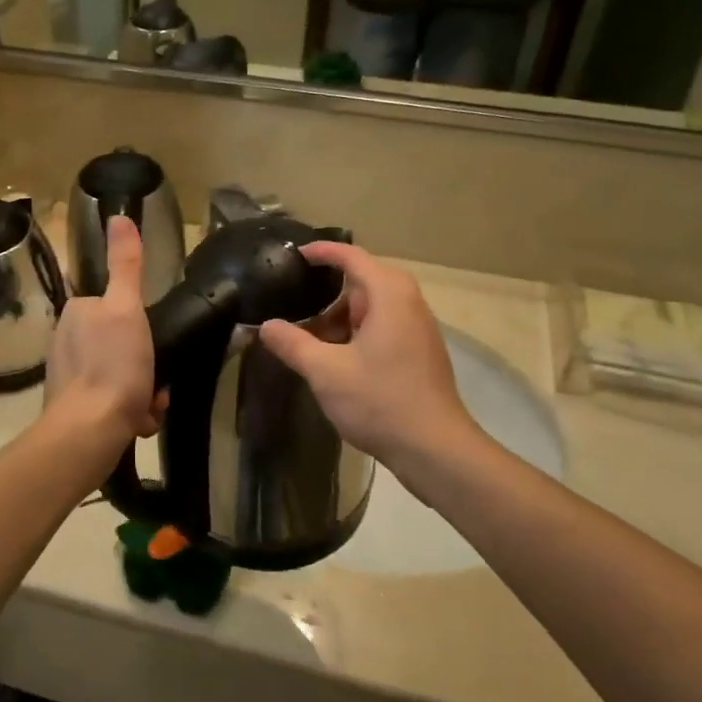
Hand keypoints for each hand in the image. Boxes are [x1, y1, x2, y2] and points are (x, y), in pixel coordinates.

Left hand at [46, 216, 163, 441]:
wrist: (90, 430)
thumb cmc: (114, 364)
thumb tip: (119, 216)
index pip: (114, 306)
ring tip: (149, 405)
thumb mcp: (126, 307)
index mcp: (76, 312)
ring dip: (141, 389)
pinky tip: (137, 421)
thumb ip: (125, 264)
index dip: (138, 325)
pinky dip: (128, 410)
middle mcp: (64, 340)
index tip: (152, 343)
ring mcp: (66, 376)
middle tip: (155, 379)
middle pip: (119, 343)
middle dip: (143, 362)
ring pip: (119, 374)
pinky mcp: (71, 408)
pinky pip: (110, 401)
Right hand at [257, 242, 479, 492]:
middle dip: (327, 289)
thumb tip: (266, 326)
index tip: (295, 256)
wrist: (435, 449)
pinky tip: (334, 356)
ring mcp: (417, 329)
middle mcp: (408, 303)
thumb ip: (293, 344)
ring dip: (340, 316)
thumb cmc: (380, 401)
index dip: (323, 252)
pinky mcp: (419, 353)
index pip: (352, 257)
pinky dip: (356, 331)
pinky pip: (382, 327)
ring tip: (305, 331)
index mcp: (389, 295)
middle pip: (363, 281)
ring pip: (372, 308)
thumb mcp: (325, 372)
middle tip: (292, 298)